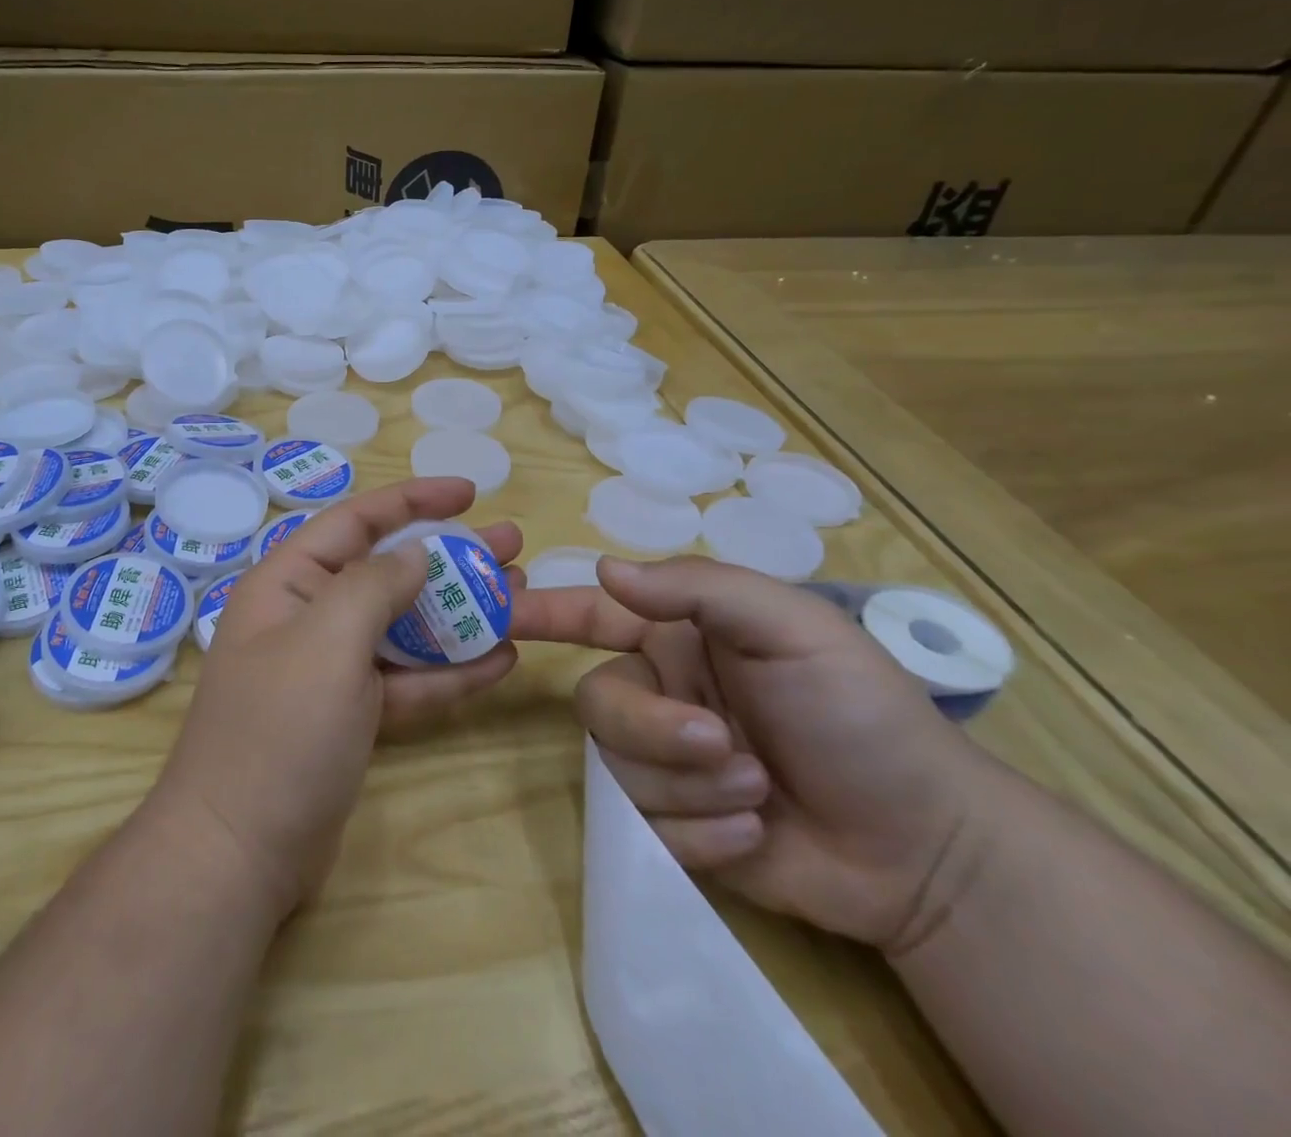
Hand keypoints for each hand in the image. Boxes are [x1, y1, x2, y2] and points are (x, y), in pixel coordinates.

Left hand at [152, 477, 523, 916]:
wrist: (238, 853)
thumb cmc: (279, 730)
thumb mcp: (327, 641)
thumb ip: (374, 585)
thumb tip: (414, 553)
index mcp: (287, 583)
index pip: (355, 521)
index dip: (413, 500)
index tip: (469, 493)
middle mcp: (308, 617)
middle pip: (388, 572)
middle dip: (449, 557)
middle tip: (512, 548)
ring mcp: (331, 670)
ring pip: (404, 627)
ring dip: (458, 614)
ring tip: (518, 596)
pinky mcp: (352, 717)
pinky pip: (407, 680)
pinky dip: (449, 671)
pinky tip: (500, 660)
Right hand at [520, 556, 996, 950]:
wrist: (928, 851)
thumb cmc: (862, 715)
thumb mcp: (794, 629)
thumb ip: (700, 589)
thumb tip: (606, 570)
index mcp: (681, 639)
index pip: (593, 614)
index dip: (541, 610)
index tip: (494, 613)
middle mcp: (662, 693)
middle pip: (600, 704)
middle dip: (657, 731)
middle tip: (724, 747)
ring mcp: (667, 764)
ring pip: (620, 769)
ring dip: (691, 787)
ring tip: (759, 793)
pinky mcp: (676, 829)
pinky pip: (646, 829)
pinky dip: (700, 837)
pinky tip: (753, 836)